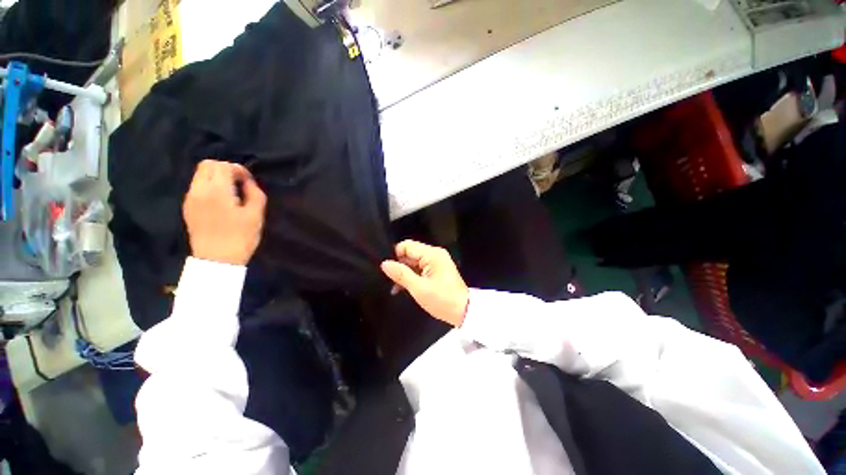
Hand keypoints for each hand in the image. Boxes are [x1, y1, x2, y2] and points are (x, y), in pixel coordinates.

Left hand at [183, 159, 266, 265]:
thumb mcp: (256, 215)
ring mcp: (190, 199)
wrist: (217, 260)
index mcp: (216, 191)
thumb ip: (255, 193)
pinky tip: (221, 201)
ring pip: (200, 175)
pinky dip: (209, 186)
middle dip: (225, 169)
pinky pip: (197, 187)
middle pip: (207, 165)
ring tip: (232, 192)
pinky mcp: (188, 207)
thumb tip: (248, 182)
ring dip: (216, 177)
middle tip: (240, 183)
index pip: (223, 166)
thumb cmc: (241, 237)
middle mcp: (198, 190)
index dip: (239, 169)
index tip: (249, 181)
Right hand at [381, 240, 468, 326]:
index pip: (407, 246)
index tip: (388, 270)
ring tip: (396, 287)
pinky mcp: (436, 270)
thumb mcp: (419, 288)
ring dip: (404, 273)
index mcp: (432, 254)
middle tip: (391, 281)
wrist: (463, 312)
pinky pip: (419, 268)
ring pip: (413, 262)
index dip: (395, 256)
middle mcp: (434, 254)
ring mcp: (436, 262)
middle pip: (410, 253)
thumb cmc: (442, 300)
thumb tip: (384, 264)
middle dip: (399, 265)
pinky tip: (403, 287)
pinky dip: (411, 276)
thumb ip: (401, 274)